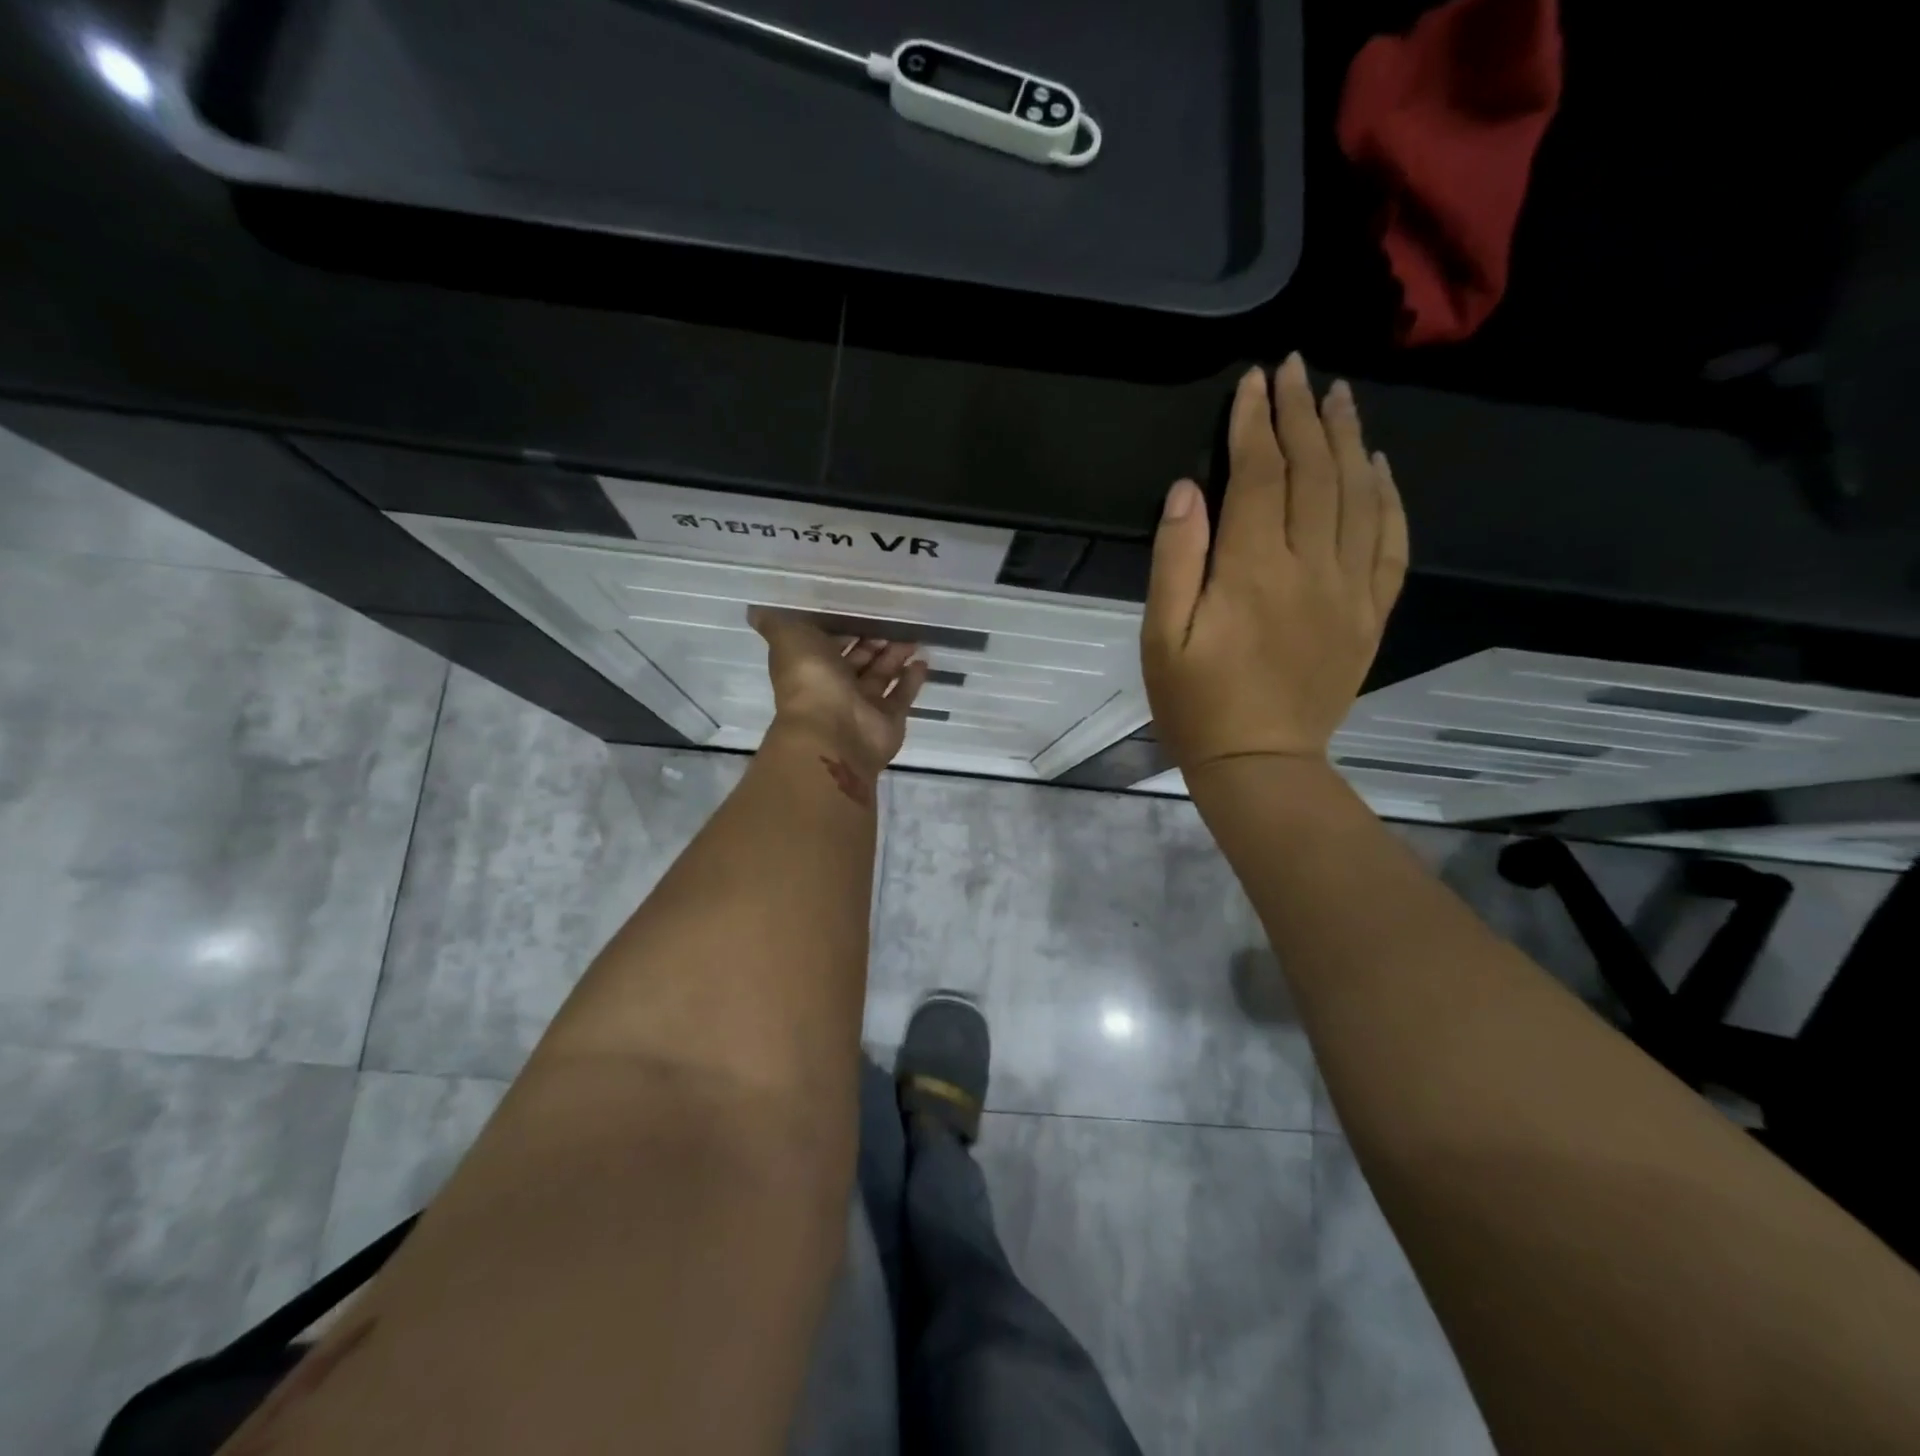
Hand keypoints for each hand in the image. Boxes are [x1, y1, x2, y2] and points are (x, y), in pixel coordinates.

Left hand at [750, 608, 928, 781]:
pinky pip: (902, 696)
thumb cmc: (810, 680)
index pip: (826, 644)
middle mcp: (835, 687)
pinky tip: (923, 661)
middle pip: (858, 660)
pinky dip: (912, 680)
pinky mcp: (888, 720)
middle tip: (894, 622)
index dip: (840, 629)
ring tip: (913, 637)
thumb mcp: (788, 639)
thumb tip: (755, 609)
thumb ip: (776, 623)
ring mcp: (863, 706)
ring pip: (881, 676)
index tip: (858, 609)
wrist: (833, 732)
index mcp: (811, 667)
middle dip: (873, 642)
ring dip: (895, 657)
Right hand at [1140, 353, 1408, 777]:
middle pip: (1313, 473)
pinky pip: (1391, 543)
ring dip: (1347, 440)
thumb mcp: (1162, 637)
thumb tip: (1188, 490)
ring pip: (1357, 496)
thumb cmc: (1197, 704)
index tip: (1252, 382)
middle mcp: (1310, 567)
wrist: (1261, 763)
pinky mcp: (1370, 613)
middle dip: (1300, 414)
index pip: (1260, 476)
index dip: (1255, 424)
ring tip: (1338, 397)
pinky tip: (1380, 467)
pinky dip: (1389, 498)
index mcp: (1253, 571)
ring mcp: (1349, 589)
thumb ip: (1175, 561)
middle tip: (1296, 369)